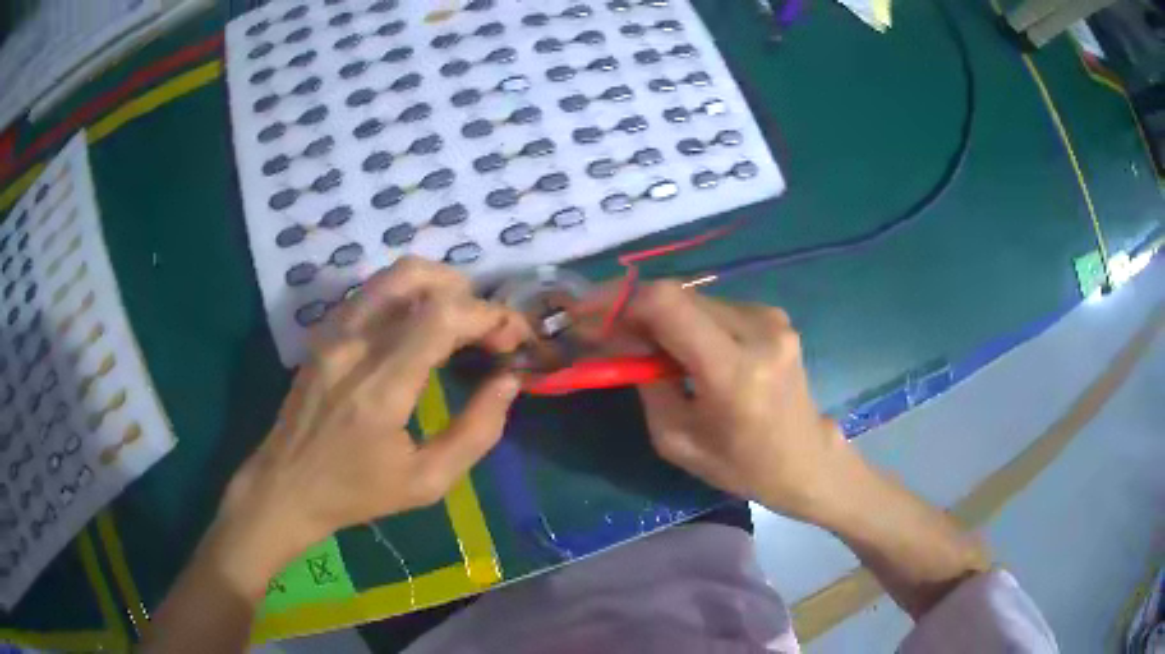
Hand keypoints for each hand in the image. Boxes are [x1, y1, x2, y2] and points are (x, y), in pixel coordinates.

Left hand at [207, 258, 528, 595]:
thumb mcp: (428, 482)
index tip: (514, 339)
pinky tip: (421, 328)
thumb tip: (508, 381)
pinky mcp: (324, 332)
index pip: (442, 316)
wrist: (285, 487)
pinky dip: (410, 295)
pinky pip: (374, 292)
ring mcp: (333, 332)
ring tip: (461, 322)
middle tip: (488, 330)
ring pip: (393, 274)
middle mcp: (353, 345)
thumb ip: (477, 431)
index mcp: (380, 388)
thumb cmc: (356, 493)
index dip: (490, 316)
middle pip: (418, 277)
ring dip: (439, 287)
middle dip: (468, 294)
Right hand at [619, 282, 849, 521]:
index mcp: (734, 370)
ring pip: (694, 297)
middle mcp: (757, 330)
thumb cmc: (741, 465)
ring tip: (641, 342)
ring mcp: (770, 318)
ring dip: (660, 314)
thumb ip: (645, 380)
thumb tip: (617, 337)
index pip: (668, 304)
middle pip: (677, 294)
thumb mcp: (677, 439)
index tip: (587, 311)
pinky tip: (680, 345)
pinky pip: (714, 306)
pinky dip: (687, 319)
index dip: (620, 300)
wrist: (806, 460)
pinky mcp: (773, 316)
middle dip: (634, 307)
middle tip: (605, 330)